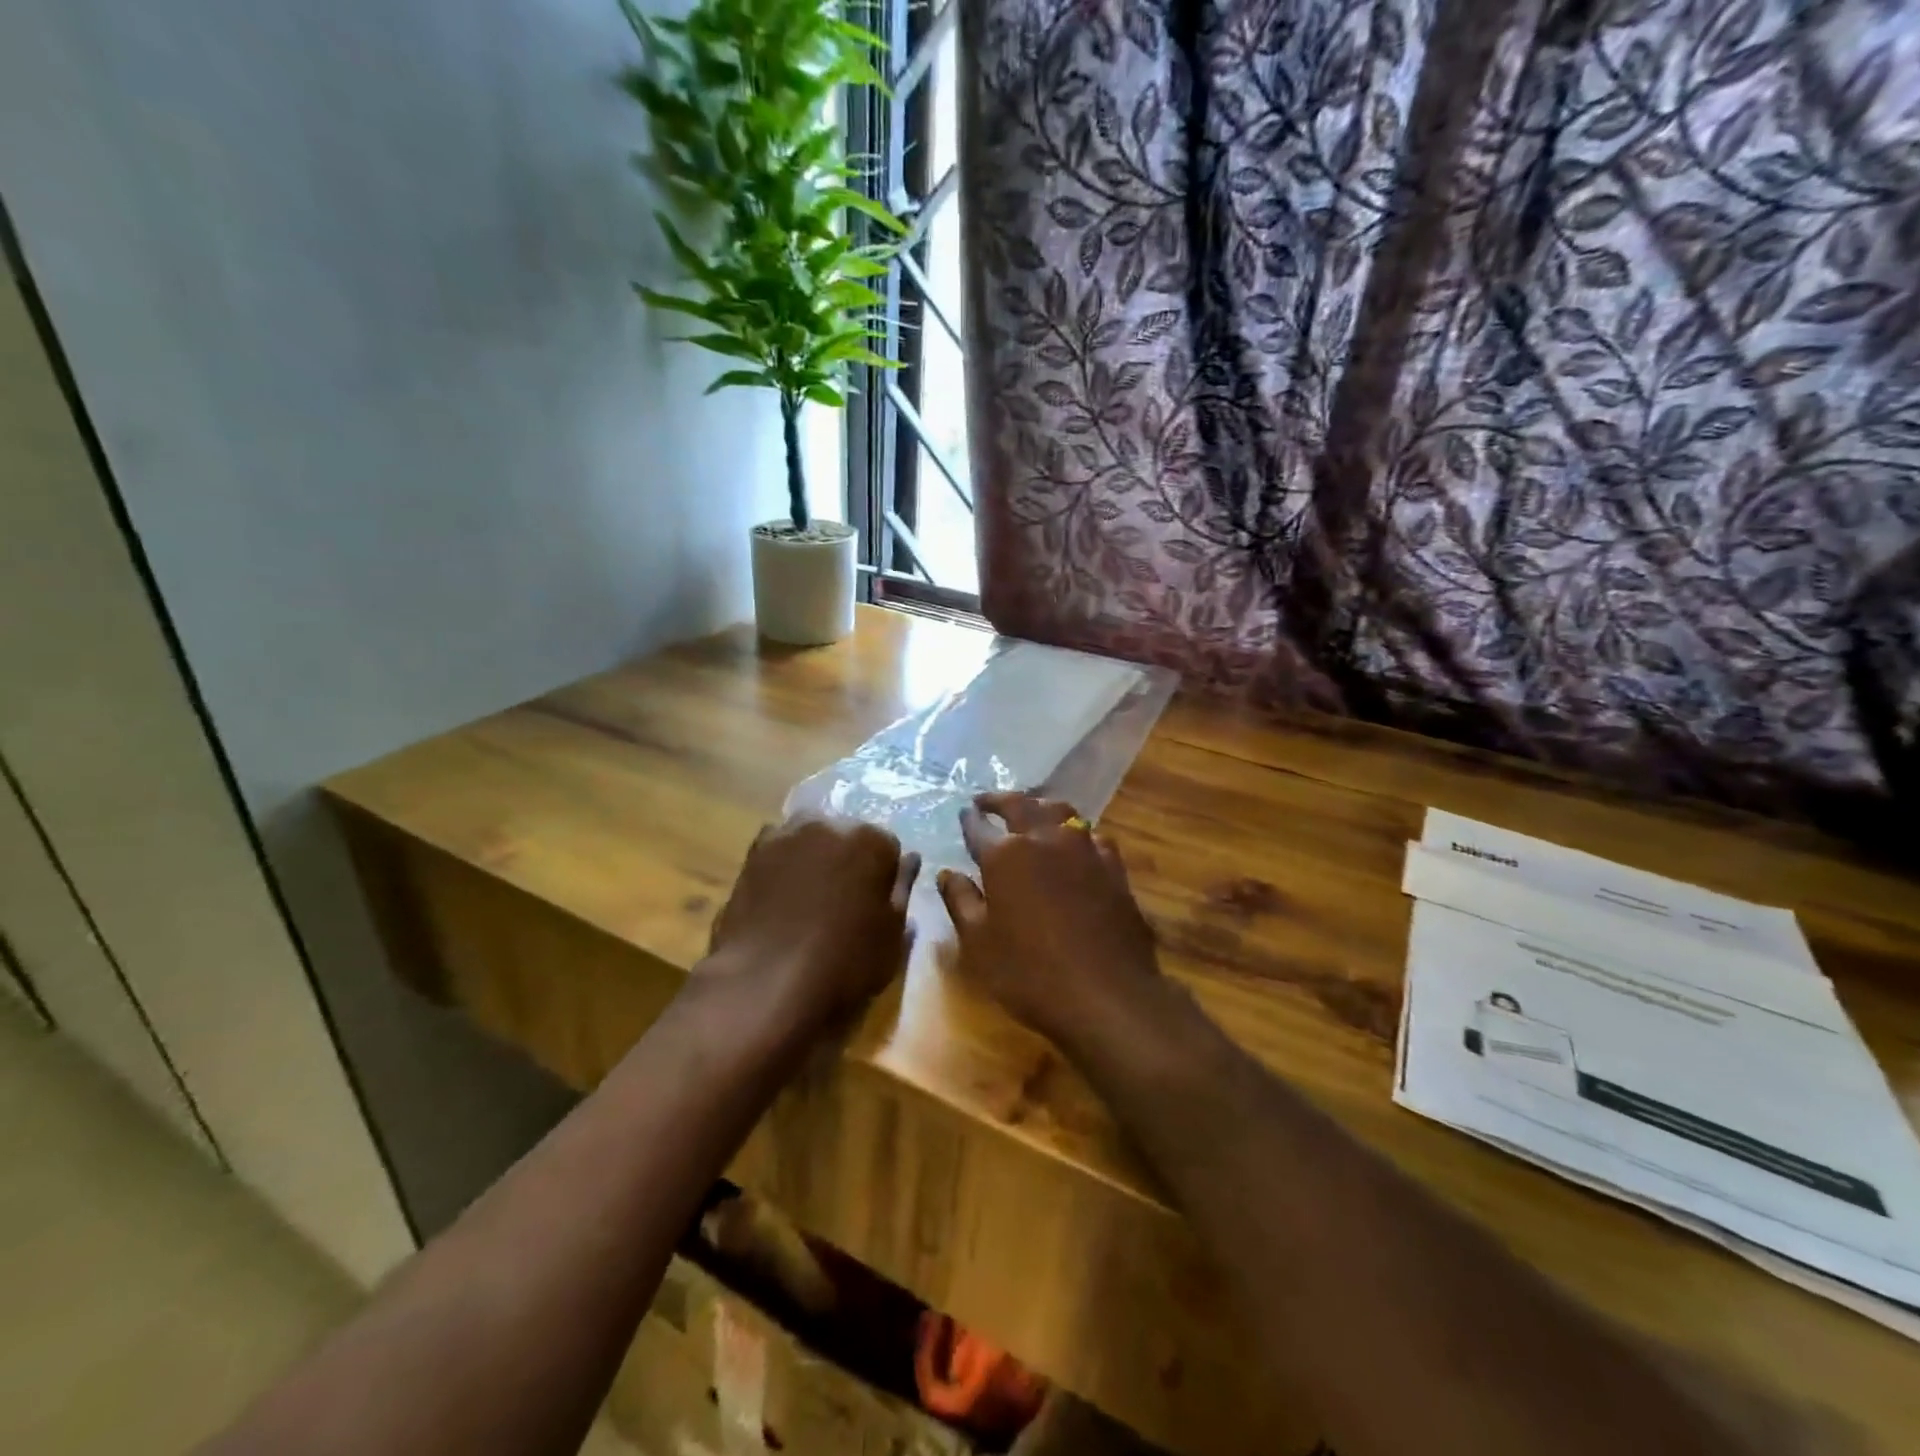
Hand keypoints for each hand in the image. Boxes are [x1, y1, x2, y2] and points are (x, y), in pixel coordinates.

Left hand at [706, 814, 919, 1034]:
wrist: (766, 981)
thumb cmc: (844, 962)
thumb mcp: (892, 935)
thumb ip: (903, 889)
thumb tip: (910, 859)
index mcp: (871, 840)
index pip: (888, 848)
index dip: (884, 878)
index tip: (876, 905)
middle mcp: (829, 824)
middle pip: (847, 836)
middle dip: (849, 860)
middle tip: (844, 902)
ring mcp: (786, 835)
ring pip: (811, 839)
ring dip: (815, 857)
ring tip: (810, 899)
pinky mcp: (752, 854)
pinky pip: (778, 850)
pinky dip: (784, 864)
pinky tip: (781, 896)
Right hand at [936, 792, 1164, 1053]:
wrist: (1106, 994)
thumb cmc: (1030, 972)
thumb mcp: (979, 943)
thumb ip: (961, 901)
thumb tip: (946, 874)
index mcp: (1005, 855)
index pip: (979, 828)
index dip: (968, 820)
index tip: (963, 813)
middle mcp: (1045, 839)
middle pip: (1020, 805)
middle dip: (999, 800)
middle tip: (987, 801)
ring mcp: (1085, 849)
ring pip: (1061, 811)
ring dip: (1040, 806)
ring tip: (1031, 811)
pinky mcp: (1114, 867)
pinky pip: (1093, 836)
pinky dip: (1076, 833)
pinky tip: (1075, 844)